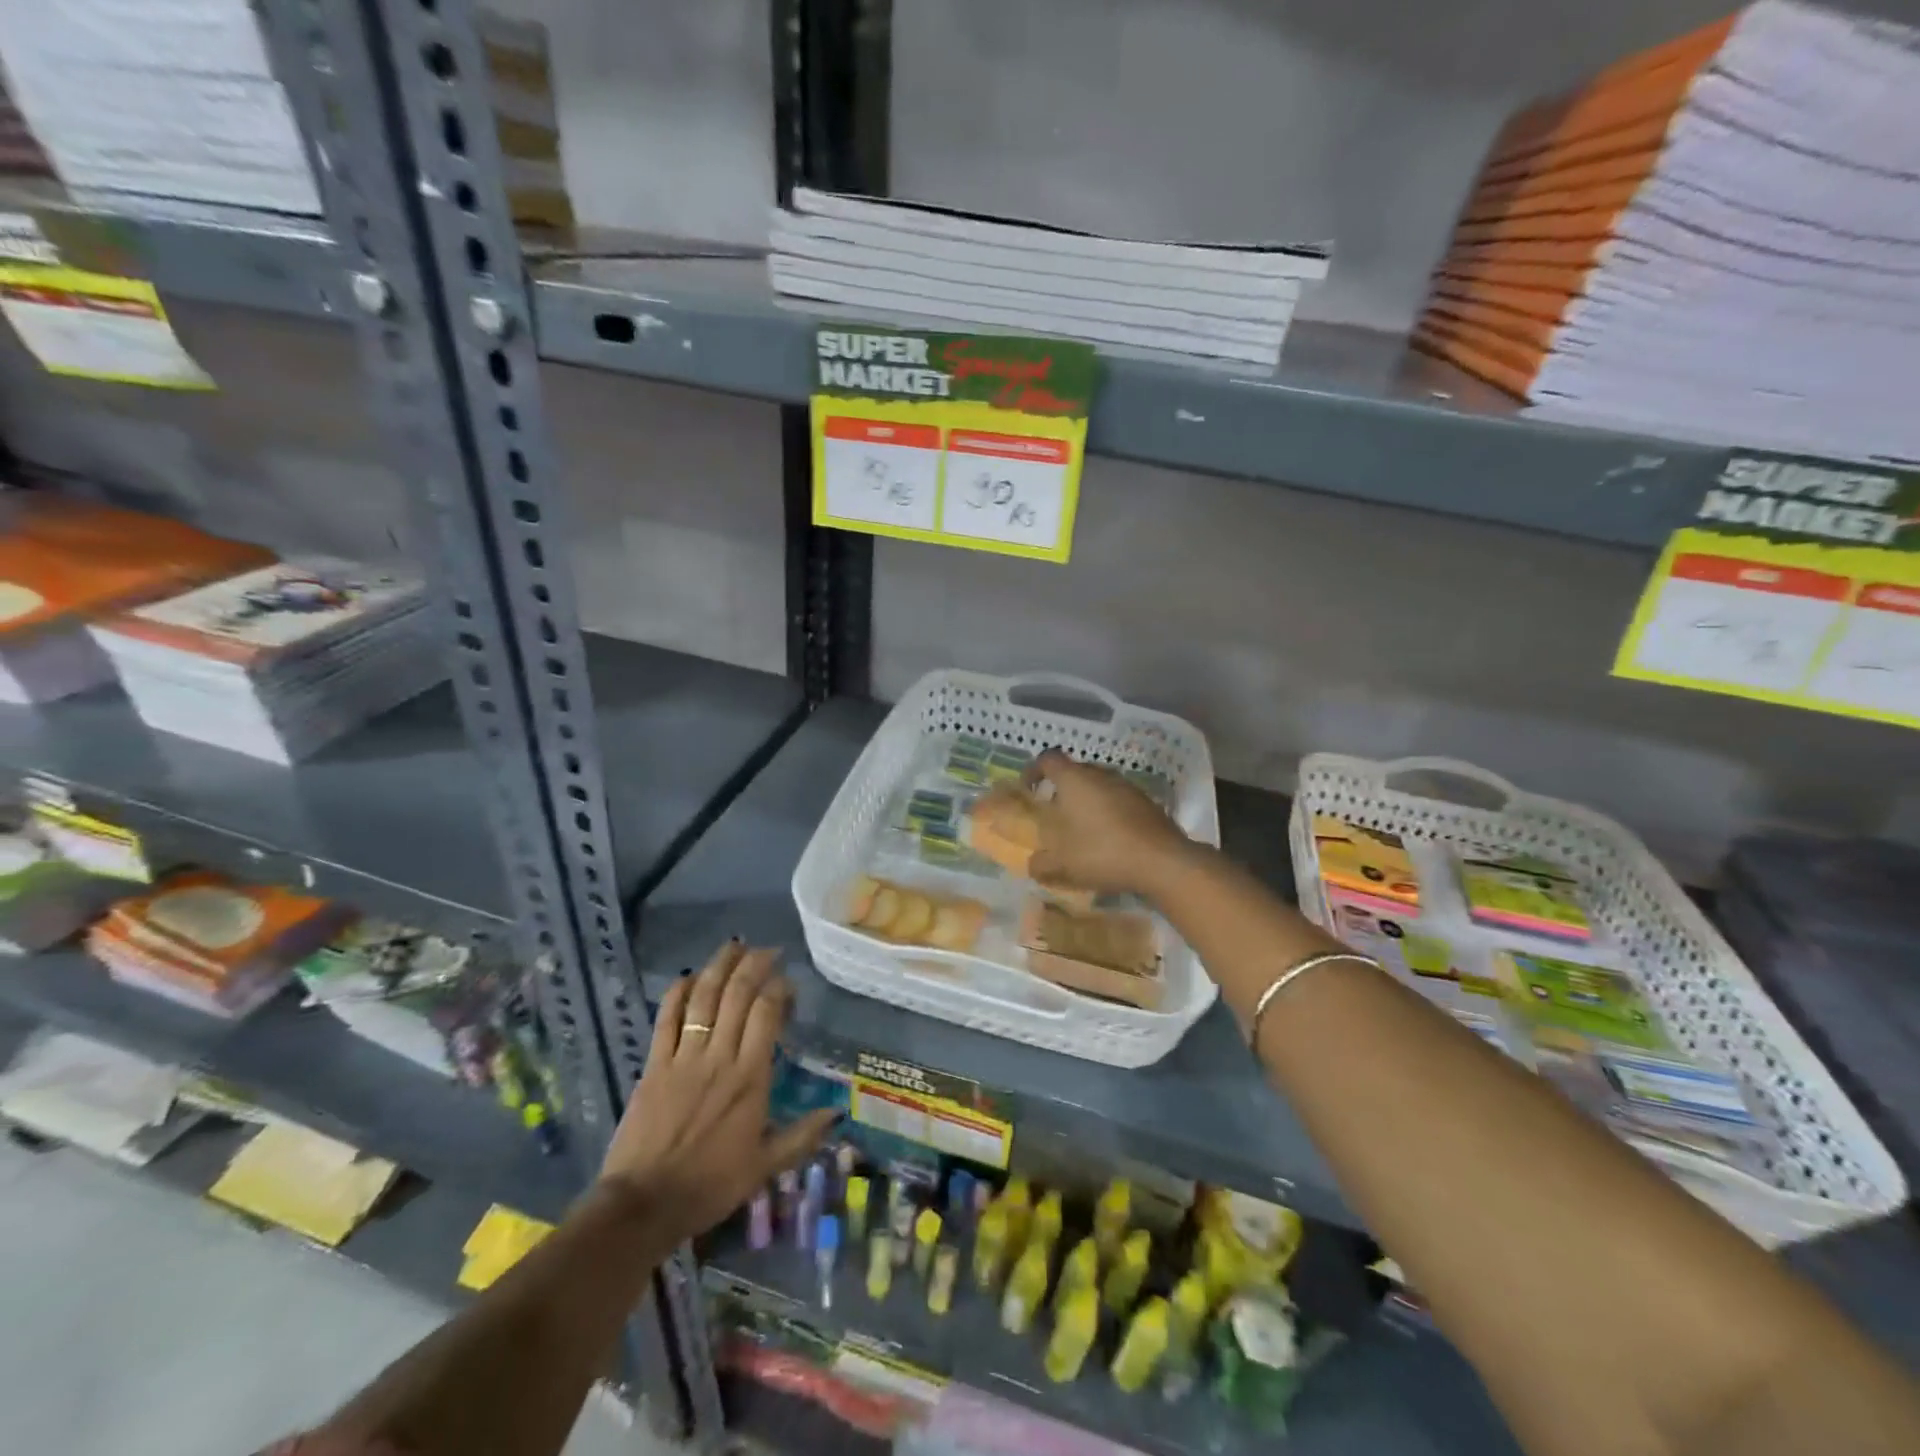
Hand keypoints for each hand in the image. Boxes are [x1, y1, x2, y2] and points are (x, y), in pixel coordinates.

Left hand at [598, 942, 835, 1241]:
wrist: (643, 1205)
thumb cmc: (710, 1185)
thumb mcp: (764, 1166)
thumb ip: (802, 1136)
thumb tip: (836, 1114)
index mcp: (750, 1076)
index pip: (767, 1013)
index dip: (779, 988)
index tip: (788, 982)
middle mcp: (719, 1056)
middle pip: (737, 994)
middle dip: (754, 964)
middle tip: (767, 950)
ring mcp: (683, 1057)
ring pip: (703, 998)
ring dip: (719, 967)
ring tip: (734, 946)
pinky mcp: (654, 1064)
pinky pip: (666, 1019)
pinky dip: (677, 993)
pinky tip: (687, 977)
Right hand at [1025, 749, 1197, 898]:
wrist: (1162, 861)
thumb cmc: (1102, 853)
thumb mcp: (1061, 864)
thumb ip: (1041, 863)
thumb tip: (1033, 864)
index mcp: (1074, 780)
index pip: (1047, 759)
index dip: (1033, 770)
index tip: (1028, 789)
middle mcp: (1100, 775)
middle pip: (1074, 771)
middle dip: (1060, 789)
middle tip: (1053, 814)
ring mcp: (1127, 786)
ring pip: (1098, 786)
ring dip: (1086, 802)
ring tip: (1080, 830)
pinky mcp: (1146, 802)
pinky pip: (1118, 800)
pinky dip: (1108, 813)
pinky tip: (1108, 840)